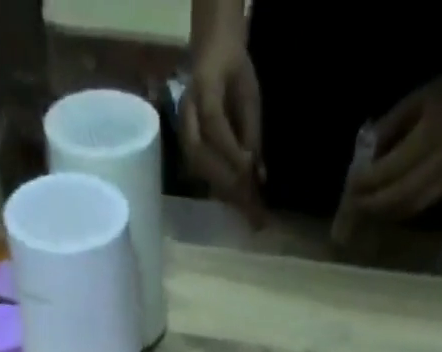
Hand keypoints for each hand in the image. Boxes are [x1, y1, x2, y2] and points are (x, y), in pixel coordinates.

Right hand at [180, 23, 264, 223]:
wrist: (212, 53)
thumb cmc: (234, 69)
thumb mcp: (249, 95)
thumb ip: (252, 132)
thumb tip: (258, 175)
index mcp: (203, 88)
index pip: (214, 125)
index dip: (231, 151)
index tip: (250, 171)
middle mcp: (186, 113)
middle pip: (200, 155)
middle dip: (225, 180)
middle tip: (249, 203)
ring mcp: (182, 131)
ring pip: (197, 167)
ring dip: (220, 189)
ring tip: (243, 207)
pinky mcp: (186, 146)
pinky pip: (199, 171)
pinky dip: (217, 187)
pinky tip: (234, 200)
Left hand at [350, 63, 441, 220]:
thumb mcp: (413, 100)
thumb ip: (386, 130)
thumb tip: (361, 159)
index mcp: (431, 134)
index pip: (391, 170)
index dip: (367, 182)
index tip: (350, 186)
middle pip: (399, 196)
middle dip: (372, 204)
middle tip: (352, 205)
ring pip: (410, 207)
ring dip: (385, 211)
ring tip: (367, 208)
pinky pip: (423, 204)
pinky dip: (401, 207)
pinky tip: (389, 203)